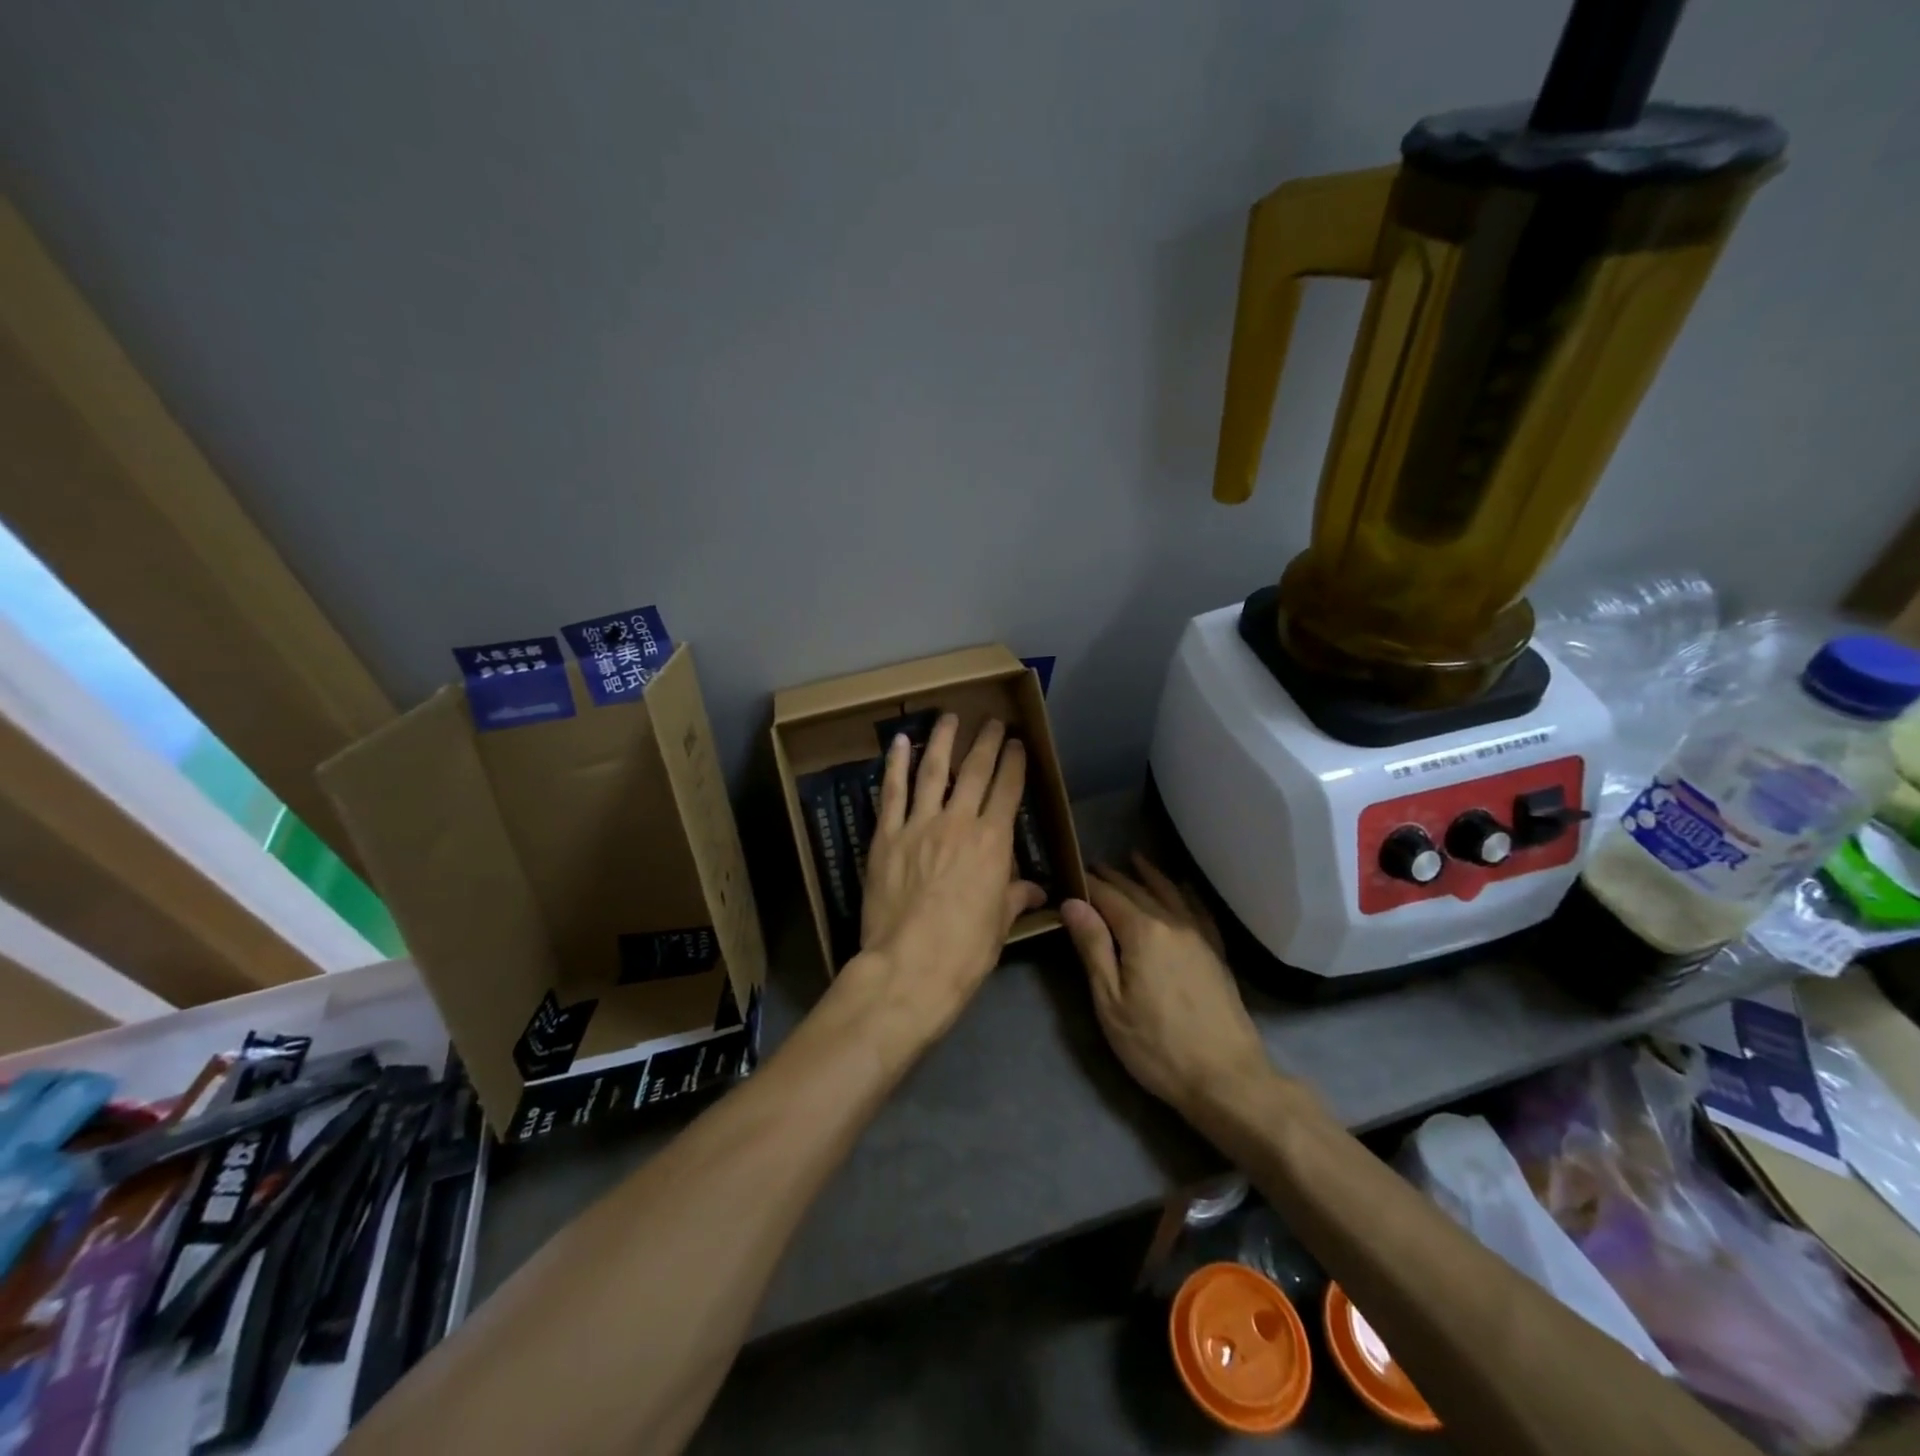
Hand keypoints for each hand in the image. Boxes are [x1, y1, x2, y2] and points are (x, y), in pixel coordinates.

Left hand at [837, 714, 1043, 1048]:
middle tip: (992, 721)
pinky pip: (892, 792)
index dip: (1014, 763)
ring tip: (949, 717)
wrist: (909, 967)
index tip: (1017, 743)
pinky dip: (896, 765)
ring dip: (943, 740)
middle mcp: (959, 823)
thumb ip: (1015, 897)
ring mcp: (919, 825)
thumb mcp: (999, 925)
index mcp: (993, 842)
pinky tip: (900, 742)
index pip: (1008, 790)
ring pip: (933, 771)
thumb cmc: (964, 951)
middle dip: (986, 742)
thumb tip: (1037, 890)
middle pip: (975, 771)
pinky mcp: (886, 836)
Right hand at [1061, 854, 1272, 1116]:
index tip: (1070, 873)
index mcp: (1143, 932)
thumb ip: (1093, 947)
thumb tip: (1073, 902)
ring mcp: (1199, 936)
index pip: (1108, 896)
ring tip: (1134, 859)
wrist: (1227, 1078)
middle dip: (1114, 877)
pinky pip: (1199, 910)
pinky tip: (1183, 888)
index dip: (1088, 884)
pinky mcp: (1216, 952)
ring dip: (1149, 875)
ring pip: (1171, 893)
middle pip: (1138, 890)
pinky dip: (1186, 893)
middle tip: (1094, 866)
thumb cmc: (1157, 1045)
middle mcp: (1173, 923)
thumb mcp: (1110, 1002)